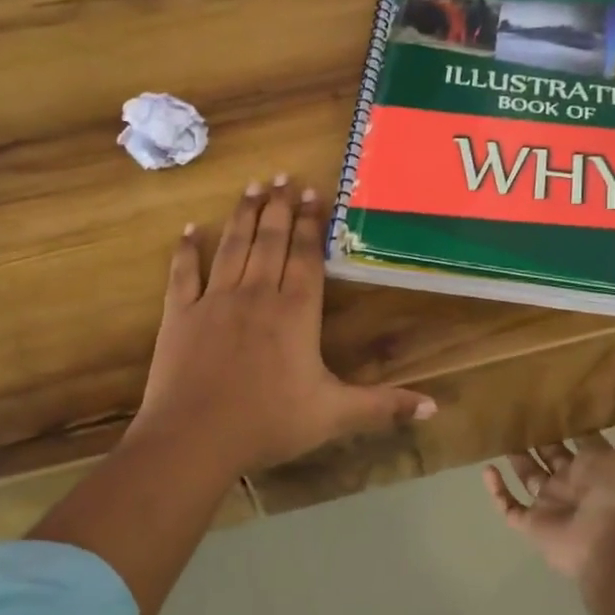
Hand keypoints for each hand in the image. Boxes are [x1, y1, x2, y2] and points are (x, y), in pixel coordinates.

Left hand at [132, 177, 436, 473]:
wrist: (194, 438)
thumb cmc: (268, 424)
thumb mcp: (334, 416)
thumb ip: (382, 406)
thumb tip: (434, 408)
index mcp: (295, 313)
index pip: (306, 257)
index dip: (310, 224)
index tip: (313, 193)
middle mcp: (256, 295)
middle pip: (270, 242)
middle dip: (278, 207)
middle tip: (282, 176)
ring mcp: (214, 301)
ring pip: (232, 247)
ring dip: (243, 215)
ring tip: (252, 187)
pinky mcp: (180, 314)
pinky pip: (184, 273)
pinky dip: (187, 250)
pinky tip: (190, 230)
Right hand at [483, 388, 614, 583]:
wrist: (610, 544)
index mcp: (597, 466)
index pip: (582, 440)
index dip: (572, 422)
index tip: (554, 397)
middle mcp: (573, 482)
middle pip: (551, 455)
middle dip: (538, 437)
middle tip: (516, 409)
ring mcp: (551, 504)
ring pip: (529, 477)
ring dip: (515, 459)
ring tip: (497, 434)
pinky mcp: (532, 523)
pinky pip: (510, 506)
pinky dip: (497, 491)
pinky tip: (486, 470)